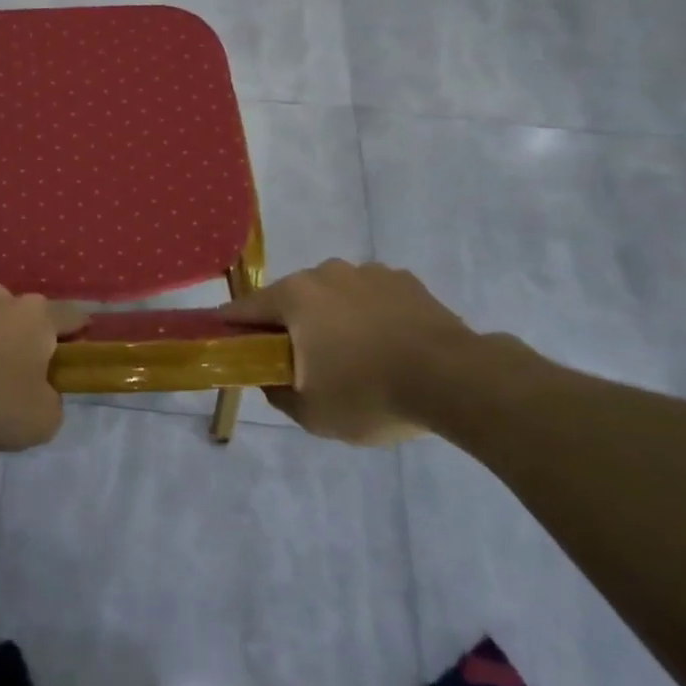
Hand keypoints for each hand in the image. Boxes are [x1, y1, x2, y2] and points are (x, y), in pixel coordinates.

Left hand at [0, 285, 86, 452]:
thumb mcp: (41, 419)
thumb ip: (52, 403)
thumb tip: (45, 394)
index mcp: (39, 316)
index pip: (70, 316)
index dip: (77, 330)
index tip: (79, 341)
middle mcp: (5, 296)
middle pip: (23, 313)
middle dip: (23, 334)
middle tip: (18, 366)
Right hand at [222, 259, 482, 444]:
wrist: (456, 380)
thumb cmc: (370, 394)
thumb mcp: (312, 413)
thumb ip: (277, 393)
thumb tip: (268, 377)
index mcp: (293, 297)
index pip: (245, 308)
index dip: (232, 327)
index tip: (229, 344)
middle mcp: (324, 273)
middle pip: (292, 299)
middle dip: (290, 325)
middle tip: (303, 362)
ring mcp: (367, 272)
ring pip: (333, 295)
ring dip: (333, 318)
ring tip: (356, 357)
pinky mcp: (404, 281)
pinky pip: (372, 297)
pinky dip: (370, 316)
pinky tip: (389, 346)